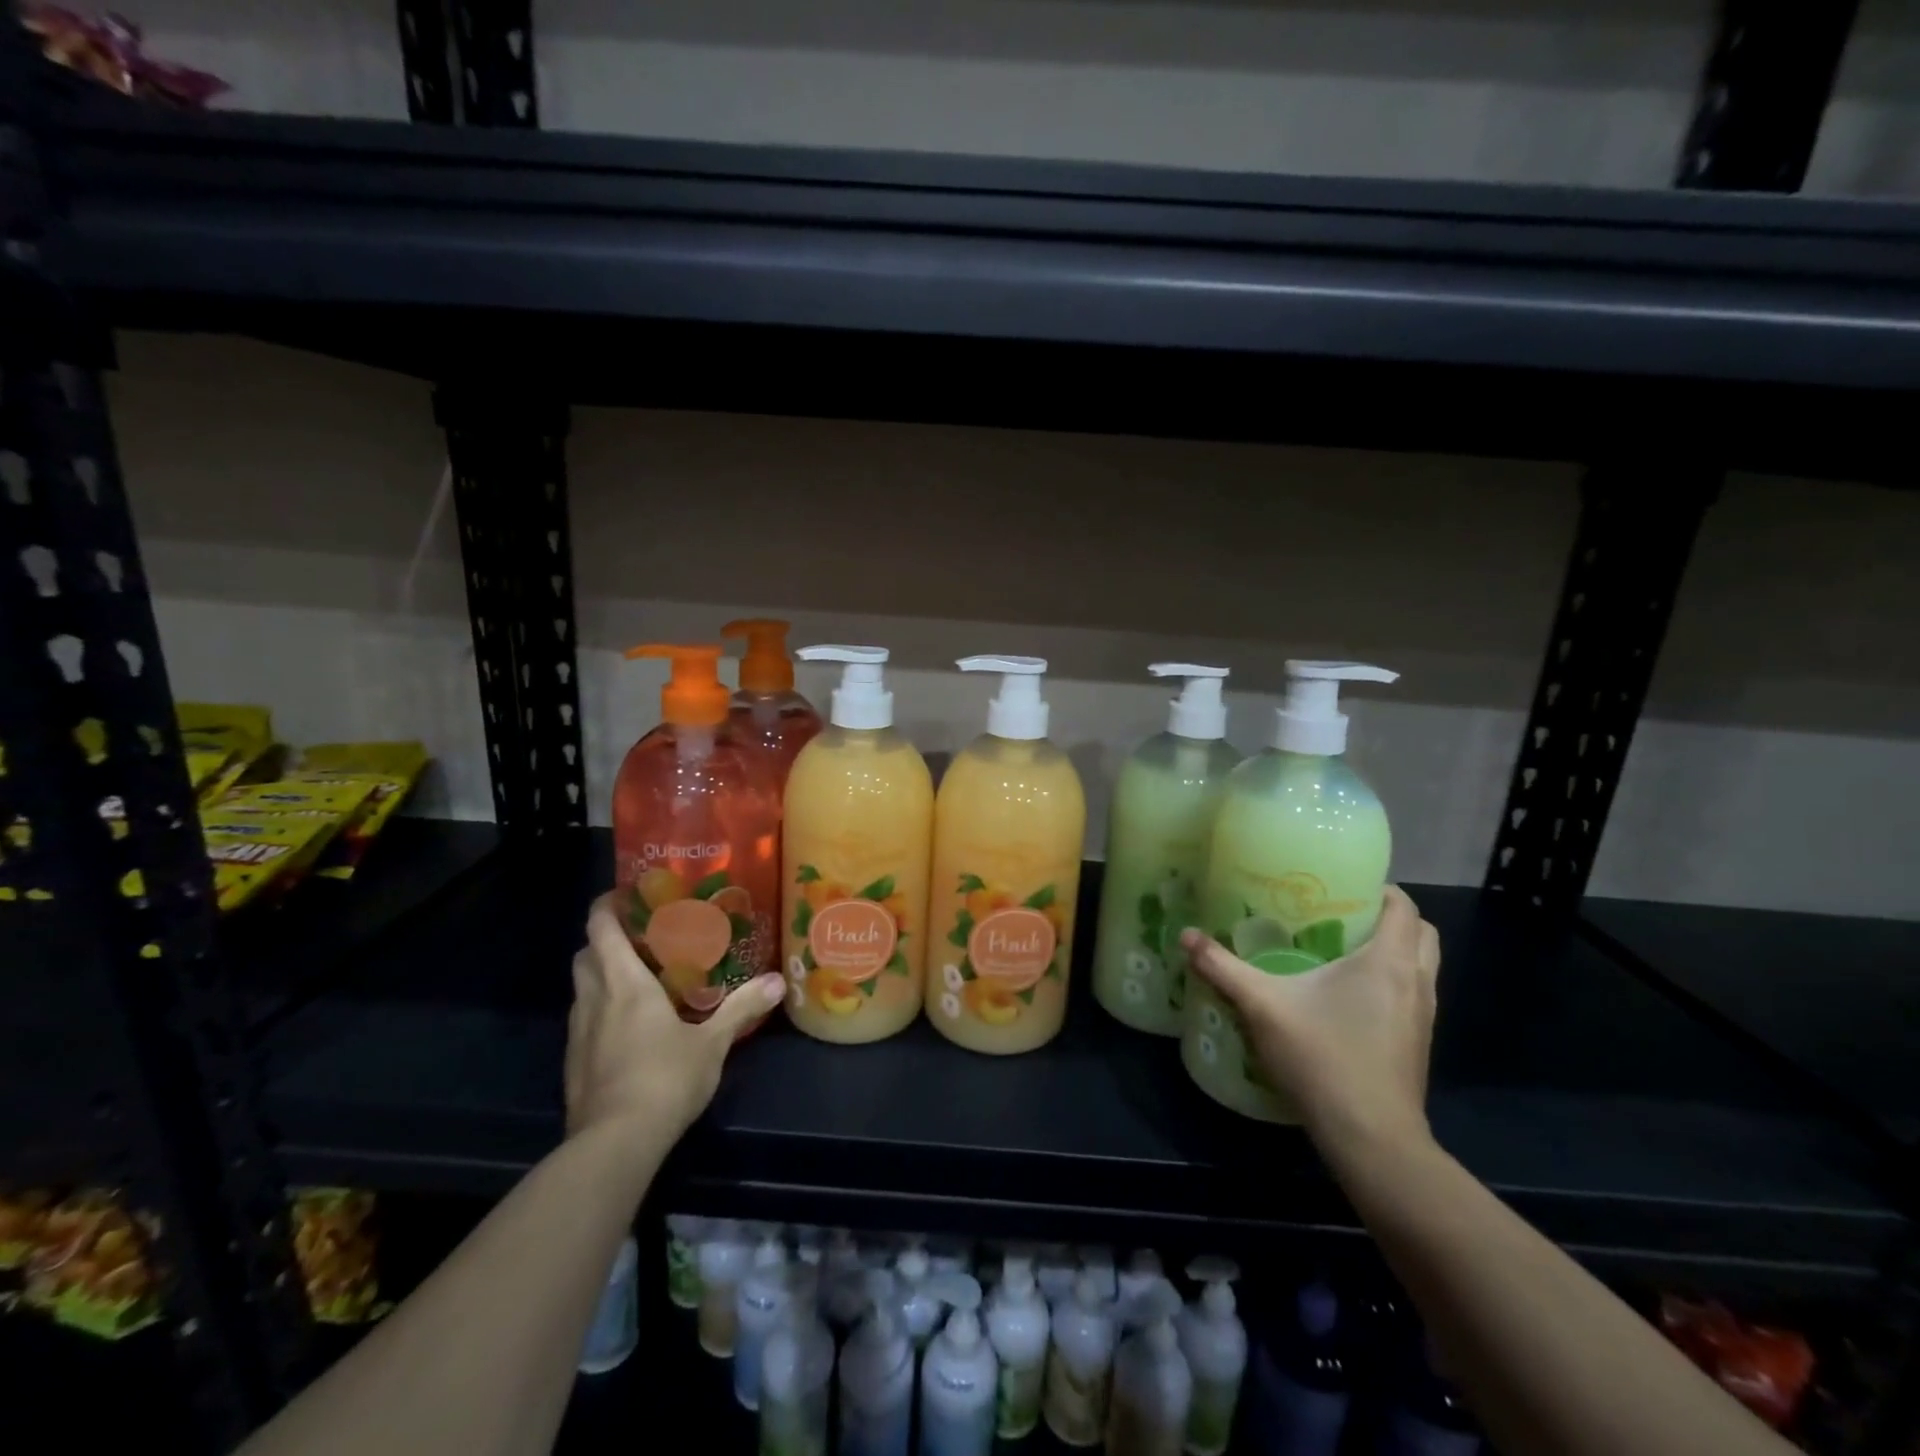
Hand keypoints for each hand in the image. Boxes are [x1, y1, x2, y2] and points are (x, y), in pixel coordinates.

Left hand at [565, 892, 782, 1141]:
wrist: (614, 1144)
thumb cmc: (665, 1079)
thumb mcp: (712, 1043)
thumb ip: (742, 1008)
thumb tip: (779, 982)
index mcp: (625, 983)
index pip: (600, 928)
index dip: (607, 905)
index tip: (627, 895)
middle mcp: (594, 1000)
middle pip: (584, 953)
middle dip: (605, 939)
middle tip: (640, 937)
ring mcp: (578, 1033)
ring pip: (581, 987)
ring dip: (600, 974)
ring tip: (637, 978)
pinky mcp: (573, 1063)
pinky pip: (583, 1020)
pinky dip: (599, 1010)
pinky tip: (627, 1028)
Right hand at [1181, 886, 1439, 1156]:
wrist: (1371, 1139)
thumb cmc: (1324, 1058)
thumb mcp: (1262, 1007)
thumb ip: (1223, 968)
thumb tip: (1185, 935)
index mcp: (1388, 962)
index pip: (1405, 907)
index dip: (1381, 889)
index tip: (1343, 885)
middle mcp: (1416, 983)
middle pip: (1422, 934)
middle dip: (1391, 918)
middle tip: (1343, 915)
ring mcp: (1423, 1017)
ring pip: (1422, 967)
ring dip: (1394, 952)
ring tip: (1342, 952)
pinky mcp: (1418, 1045)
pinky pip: (1413, 995)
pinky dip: (1392, 984)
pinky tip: (1347, 999)